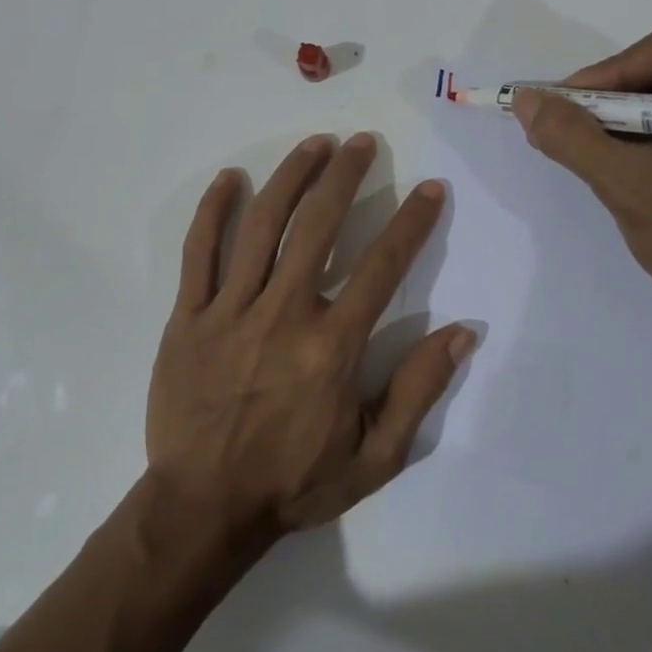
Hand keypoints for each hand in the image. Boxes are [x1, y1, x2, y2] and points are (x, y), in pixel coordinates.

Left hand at [147, 133, 474, 540]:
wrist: (203, 508)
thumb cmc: (294, 482)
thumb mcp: (374, 456)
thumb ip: (418, 390)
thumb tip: (463, 332)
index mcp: (332, 346)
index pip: (382, 267)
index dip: (411, 223)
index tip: (430, 188)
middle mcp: (283, 314)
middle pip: (317, 226)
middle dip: (345, 176)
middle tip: (363, 142)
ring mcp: (230, 310)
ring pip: (261, 226)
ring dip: (291, 177)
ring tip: (314, 144)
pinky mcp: (188, 317)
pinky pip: (199, 252)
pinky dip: (213, 211)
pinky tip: (229, 178)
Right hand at [511, 20, 651, 337]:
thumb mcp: (631, 188)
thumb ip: (574, 139)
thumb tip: (526, 100)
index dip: (612, 70)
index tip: (568, 107)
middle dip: (613, 94)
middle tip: (571, 124)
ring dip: (623, 114)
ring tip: (587, 144)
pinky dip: (642, 132)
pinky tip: (617, 157)